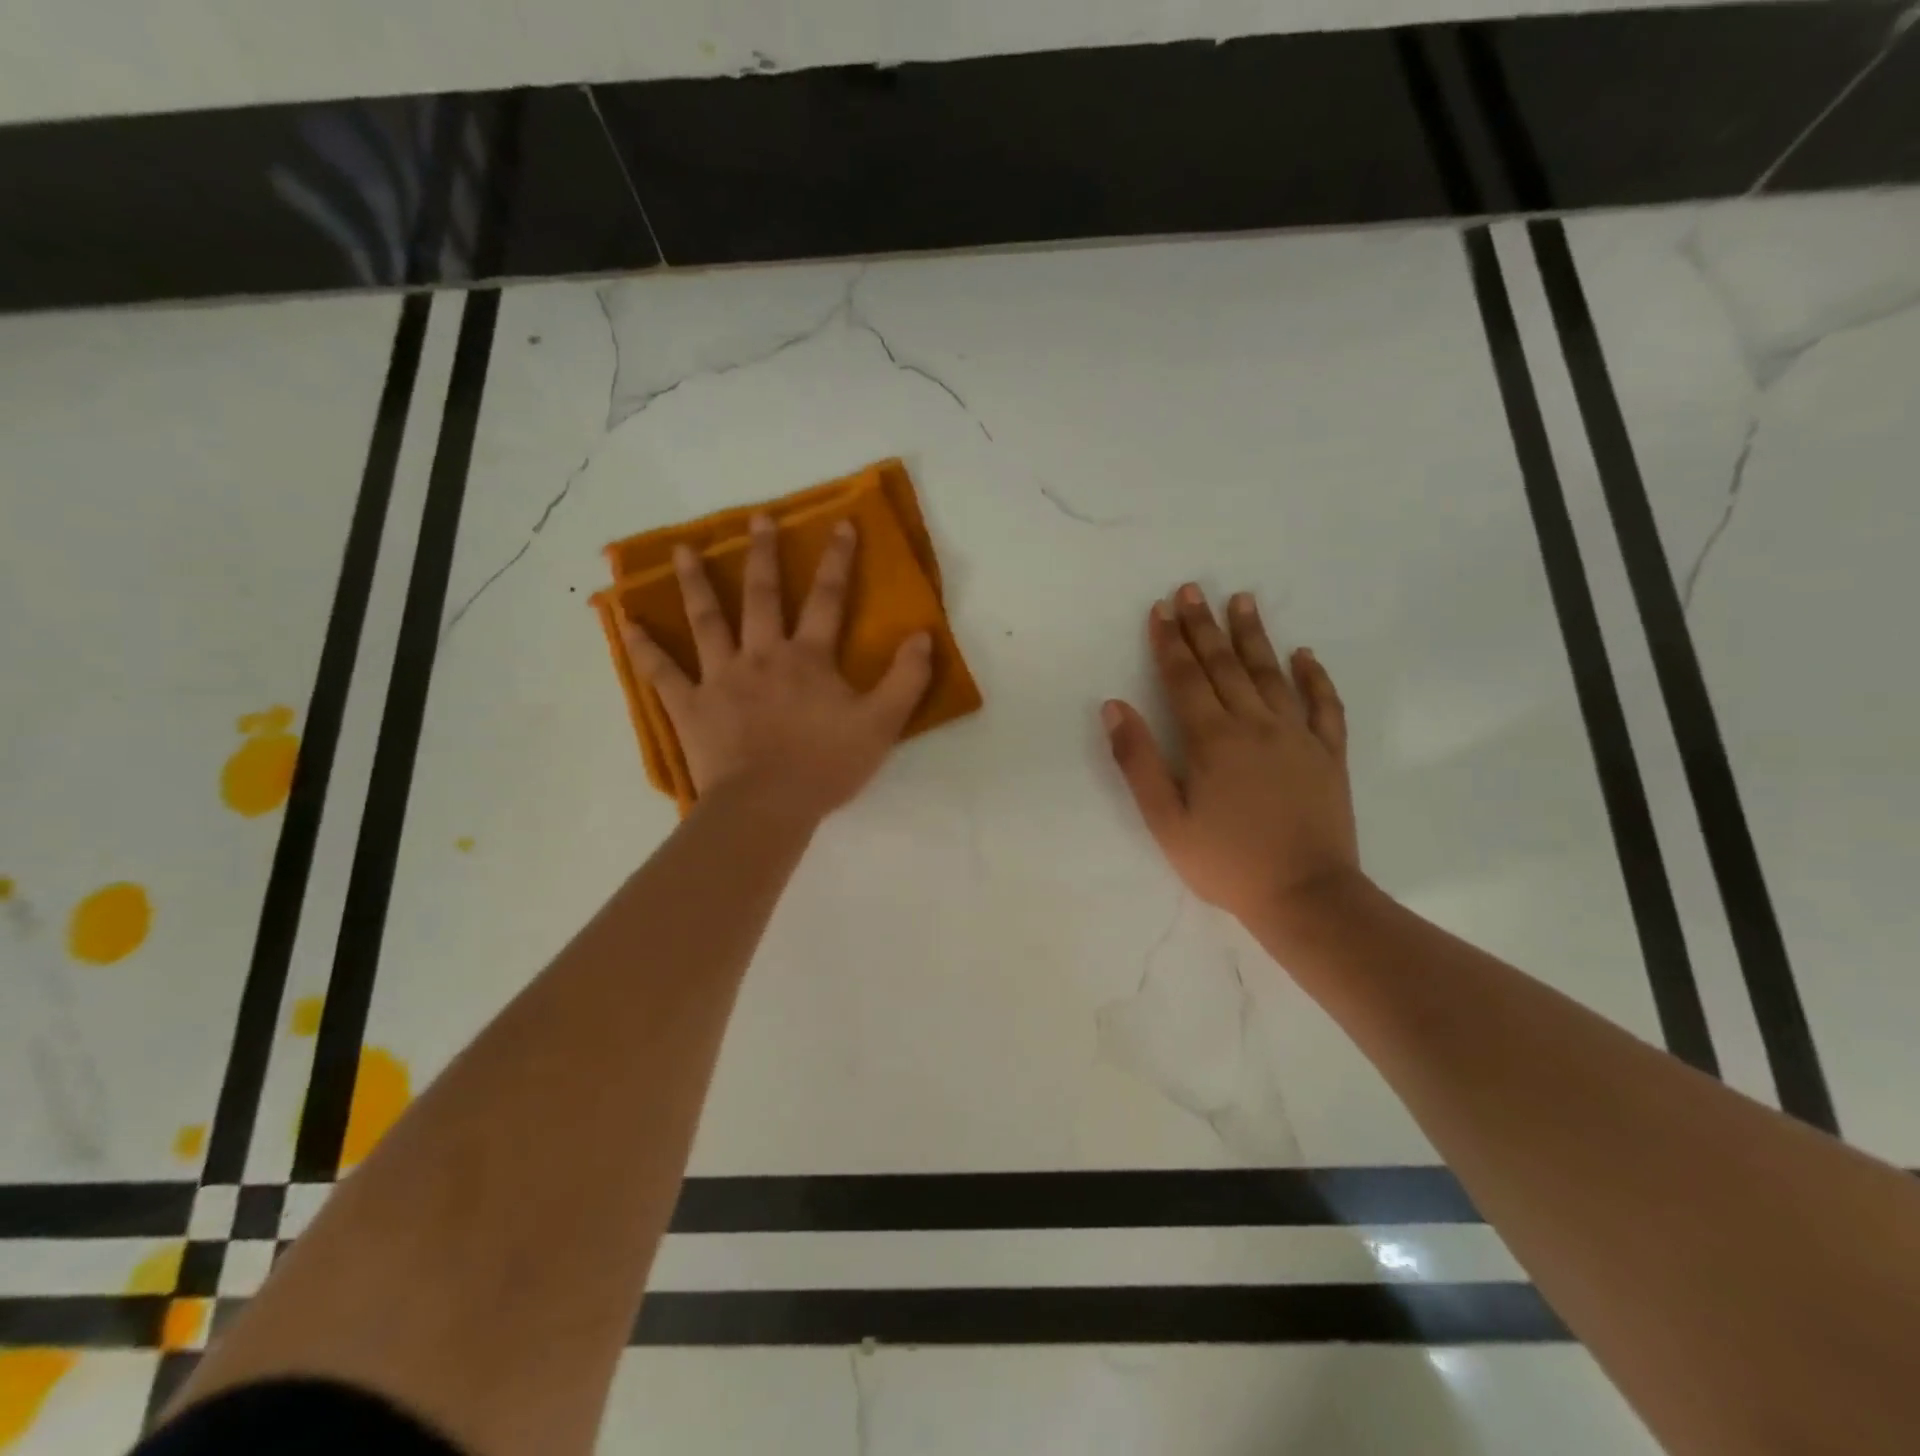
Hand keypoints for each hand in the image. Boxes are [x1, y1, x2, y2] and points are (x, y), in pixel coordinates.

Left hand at [620, 515, 932, 818]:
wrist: (768, 806)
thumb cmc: (826, 765)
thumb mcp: (882, 724)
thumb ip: (906, 678)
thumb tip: (923, 635)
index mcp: (808, 658)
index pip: (828, 599)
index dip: (838, 560)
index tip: (841, 524)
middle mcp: (762, 655)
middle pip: (763, 597)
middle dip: (763, 555)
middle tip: (757, 518)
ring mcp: (721, 678)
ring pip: (707, 621)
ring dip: (696, 583)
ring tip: (681, 550)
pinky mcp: (690, 705)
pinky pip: (662, 672)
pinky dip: (644, 647)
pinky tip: (625, 621)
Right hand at [1103, 584, 1360, 925]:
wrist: (1305, 896)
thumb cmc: (1225, 862)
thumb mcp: (1165, 819)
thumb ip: (1138, 760)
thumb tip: (1115, 707)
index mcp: (1211, 739)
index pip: (1184, 678)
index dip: (1169, 642)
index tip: (1160, 609)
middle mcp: (1254, 725)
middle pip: (1224, 665)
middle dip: (1204, 626)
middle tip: (1193, 589)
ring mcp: (1297, 736)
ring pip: (1271, 673)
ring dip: (1254, 635)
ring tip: (1243, 600)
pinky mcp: (1328, 754)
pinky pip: (1324, 705)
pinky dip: (1314, 677)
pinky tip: (1304, 654)